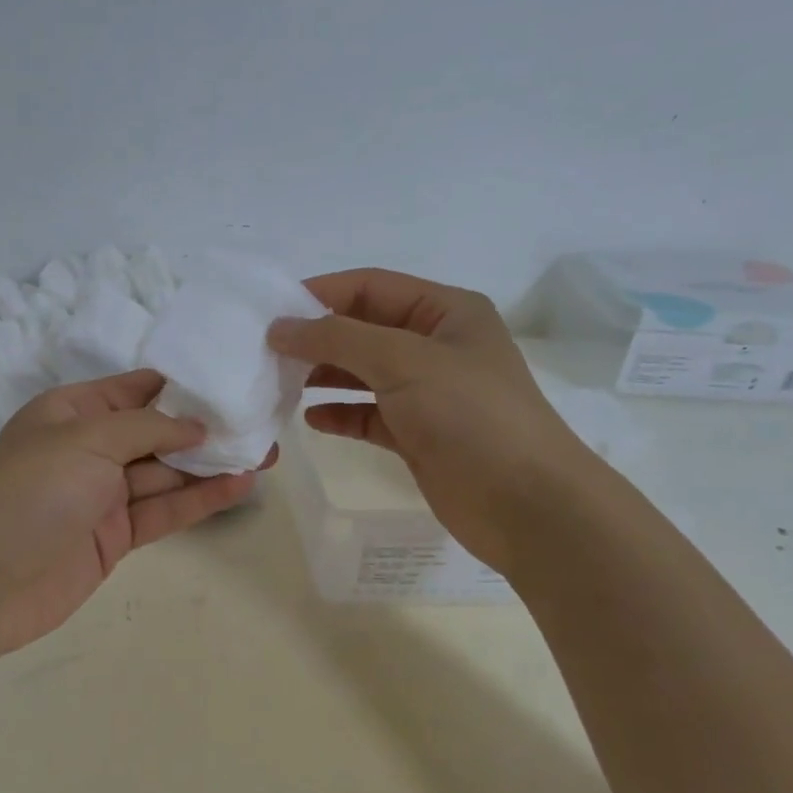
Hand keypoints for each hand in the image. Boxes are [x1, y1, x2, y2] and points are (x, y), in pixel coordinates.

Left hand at [0, 370, 257, 659]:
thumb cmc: (32, 491)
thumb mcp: (88, 439)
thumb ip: (147, 428)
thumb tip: (196, 426)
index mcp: (72, 412)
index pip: (134, 389)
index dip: (180, 386)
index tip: (229, 381)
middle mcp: (90, 449)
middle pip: (157, 433)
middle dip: (205, 429)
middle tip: (260, 423)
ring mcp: (103, 495)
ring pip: (166, 473)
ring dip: (211, 465)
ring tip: (265, 454)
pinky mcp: (116, 536)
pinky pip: (164, 510)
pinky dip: (199, 499)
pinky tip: (239, 487)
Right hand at [269, 268, 590, 569]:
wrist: (526, 505)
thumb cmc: (470, 416)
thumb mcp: (403, 361)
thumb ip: (337, 338)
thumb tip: (280, 327)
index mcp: (446, 312)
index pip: (371, 287)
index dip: (321, 294)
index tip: (271, 312)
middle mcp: (436, 346)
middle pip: (364, 329)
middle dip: (318, 338)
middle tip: (267, 352)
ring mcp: (428, 392)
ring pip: (363, 373)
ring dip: (324, 375)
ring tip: (280, 384)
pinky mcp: (418, 434)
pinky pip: (369, 414)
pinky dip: (341, 413)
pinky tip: (312, 419)